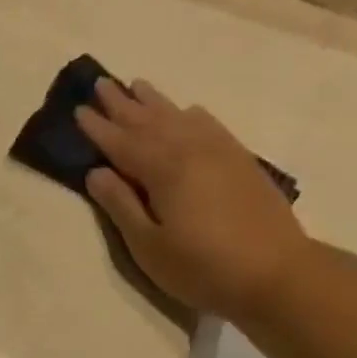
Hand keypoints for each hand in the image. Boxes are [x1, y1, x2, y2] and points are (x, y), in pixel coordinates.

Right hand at [77, 79, 316, 320]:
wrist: (278, 274)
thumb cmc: (202, 267)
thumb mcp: (148, 245)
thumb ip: (120, 205)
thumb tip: (96, 172)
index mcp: (163, 170)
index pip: (121, 143)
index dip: (98, 128)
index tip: (78, 109)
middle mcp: (191, 150)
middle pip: (149, 121)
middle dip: (122, 104)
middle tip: (101, 83)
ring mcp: (220, 153)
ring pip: (179, 117)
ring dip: (155, 101)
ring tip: (137, 85)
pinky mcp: (241, 162)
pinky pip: (210, 125)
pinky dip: (191, 114)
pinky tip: (188, 111)